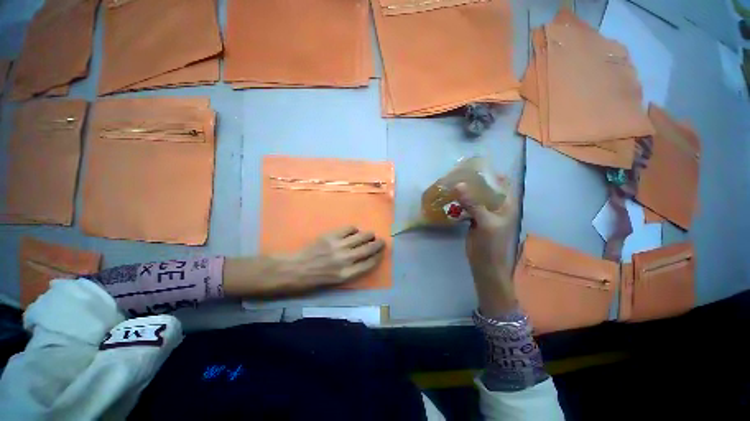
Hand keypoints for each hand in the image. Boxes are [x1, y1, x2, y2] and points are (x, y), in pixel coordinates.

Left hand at [289, 226, 385, 287]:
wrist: (294, 270)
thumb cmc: (314, 281)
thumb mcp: (335, 283)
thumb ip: (352, 271)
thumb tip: (363, 259)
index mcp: (347, 274)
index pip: (370, 263)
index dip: (378, 256)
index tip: (382, 252)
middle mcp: (346, 259)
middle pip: (369, 249)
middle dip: (378, 244)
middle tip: (381, 241)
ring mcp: (338, 246)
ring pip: (361, 236)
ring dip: (369, 235)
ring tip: (370, 235)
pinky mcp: (331, 236)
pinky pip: (349, 229)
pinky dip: (354, 229)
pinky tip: (353, 232)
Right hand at [455, 181, 518, 315]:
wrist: (485, 265)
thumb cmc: (491, 244)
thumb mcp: (485, 223)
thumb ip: (473, 204)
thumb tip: (459, 184)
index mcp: (505, 204)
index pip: (501, 182)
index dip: (491, 173)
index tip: (474, 167)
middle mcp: (496, 206)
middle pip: (486, 188)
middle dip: (474, 181)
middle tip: (458, 173)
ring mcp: (485, 212)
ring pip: (476, 197)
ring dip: (466, 191)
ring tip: (452, 182)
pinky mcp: (475, 219)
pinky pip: (468, 206)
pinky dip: (461, 201)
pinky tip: (451, 197)